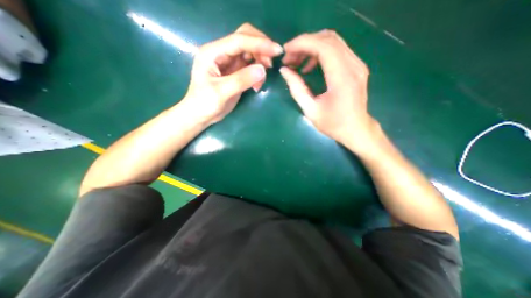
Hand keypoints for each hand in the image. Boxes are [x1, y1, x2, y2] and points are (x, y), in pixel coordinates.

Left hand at [181, 23, 283, 123]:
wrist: (200, 115)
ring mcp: (229, 62)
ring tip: (262, 80)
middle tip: (271, 64)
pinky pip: (251, 66)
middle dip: (261, 48)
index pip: (239, 40)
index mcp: (213, 52)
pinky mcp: (235, 72)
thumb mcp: (221, 92)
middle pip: (245, 39)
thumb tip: (263, 70)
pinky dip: (257, 72)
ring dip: (260, 61)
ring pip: (250, 52)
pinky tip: (257, 85)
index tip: (277, 51)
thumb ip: (241, 80)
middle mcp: (221, 52)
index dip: (259, 43)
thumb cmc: (205, 103)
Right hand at [279, 29, 379, 151]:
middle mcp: (353, 65)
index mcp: (342, 78)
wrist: (356, 129)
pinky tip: (309, 66)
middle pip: (328, 39)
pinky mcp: (356, 66)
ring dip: (312, 47)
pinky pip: (337, 50)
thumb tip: (284, 71)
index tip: (286, 50)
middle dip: (305, 44)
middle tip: (289, 58)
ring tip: (297, 61)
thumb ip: (297, 89)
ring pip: (333, 41)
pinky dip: (320, 53)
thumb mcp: (310, 110)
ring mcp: (357, 64)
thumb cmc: (333, 124)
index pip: (323, 46)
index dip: (302, 43)